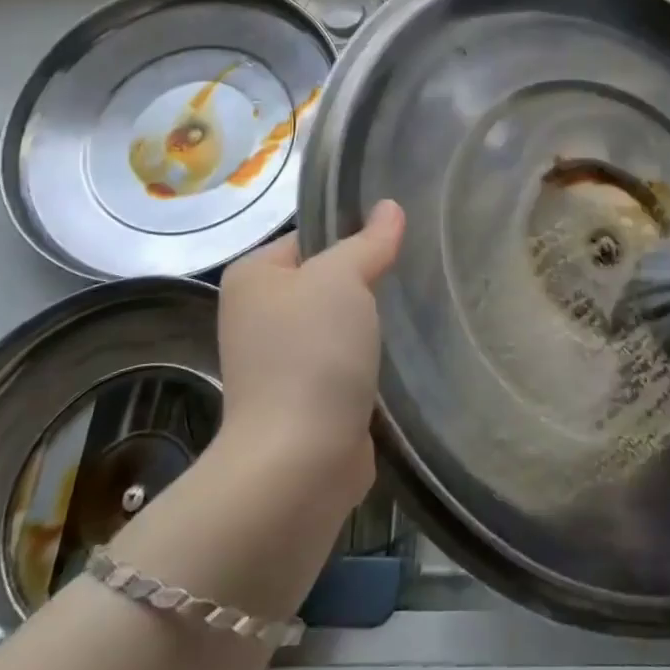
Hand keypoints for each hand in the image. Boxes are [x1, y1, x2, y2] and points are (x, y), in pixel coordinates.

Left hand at [213, 200, 405, 503]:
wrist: (300, 462)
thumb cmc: (312, 353)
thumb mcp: (342, 279)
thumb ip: (368, 241)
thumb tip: (390, 207)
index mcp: (253, 277)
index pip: (310, 236)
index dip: (353, 234)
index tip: (397, 239)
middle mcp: (258, 315)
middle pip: (326, 280)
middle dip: (368, 280)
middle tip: (413, 272)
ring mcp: (281, 361)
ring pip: (339, 323)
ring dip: (372, 322)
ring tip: (415, 309)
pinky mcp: (307, 399)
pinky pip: (346, 361)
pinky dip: (370, 358)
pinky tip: (403, 352)